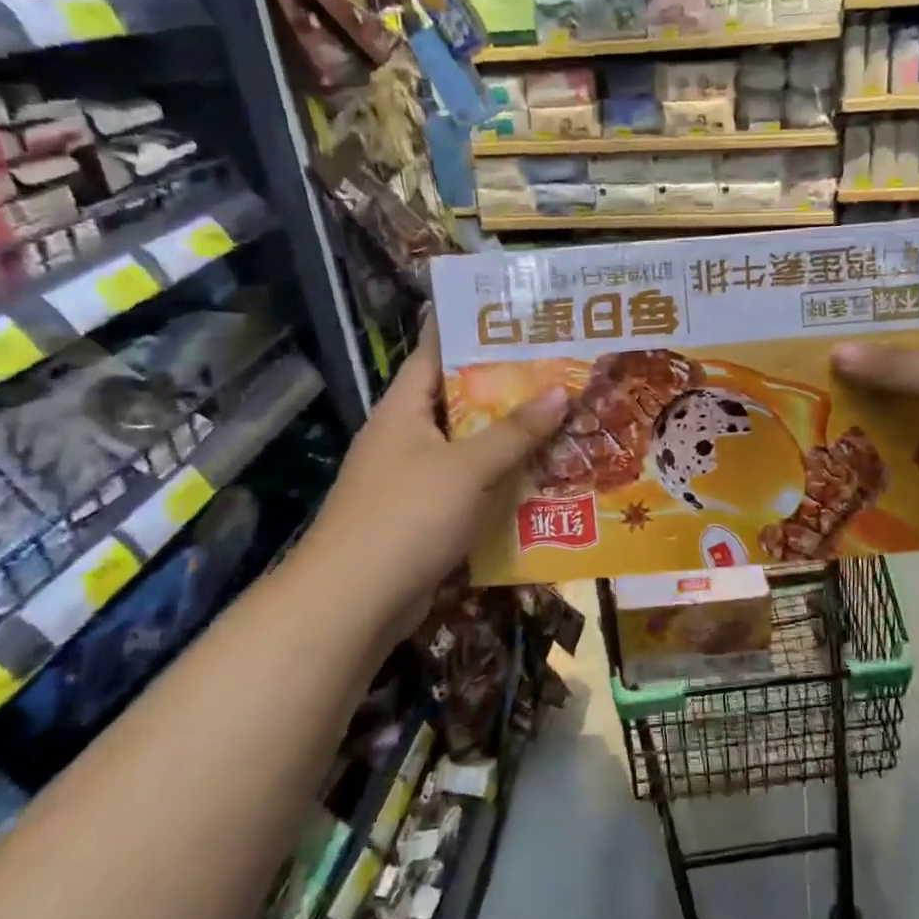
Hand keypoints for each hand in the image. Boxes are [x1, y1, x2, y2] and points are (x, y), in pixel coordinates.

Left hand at [309, 318, 566, 634]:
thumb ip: (515, 431)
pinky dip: (501, 481)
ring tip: (565, 417)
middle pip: (461, 400)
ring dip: (511, 438)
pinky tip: (543, 478)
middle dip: (508, 387)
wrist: (354, 603)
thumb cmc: (407, 517)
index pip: (436, 351)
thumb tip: (562, 391)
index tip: (517, 314)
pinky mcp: (425, 516)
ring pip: (470, 446)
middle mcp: (406, 436)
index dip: (471, 329)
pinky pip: (471, 486)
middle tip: (562, 368)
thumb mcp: (467, 468)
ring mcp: (414, 478)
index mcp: (404, 409)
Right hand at [831, 287, 918, 556]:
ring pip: (915, 409)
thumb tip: (836, 351)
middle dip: (876, 356)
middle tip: (820, 350)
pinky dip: (889, 455)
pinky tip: (848, 453)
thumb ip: (896, 366)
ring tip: (819, 400)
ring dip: (877, 409)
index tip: (865, 291)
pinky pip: (918, 455)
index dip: (916, 292)